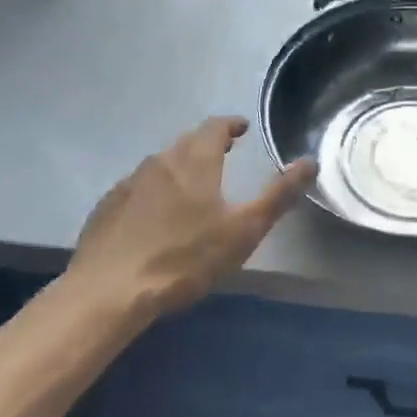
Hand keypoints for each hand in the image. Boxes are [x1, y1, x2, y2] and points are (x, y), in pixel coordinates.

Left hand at [68, 116, 317, 317]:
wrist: (108, 291)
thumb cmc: (185, 257)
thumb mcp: (244, 230)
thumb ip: (278, 194)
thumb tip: (309, 161)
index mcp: (196, 160)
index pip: (215, 127)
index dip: (230, 125)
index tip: (242, 129)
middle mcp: (161, 160)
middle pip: (187, 142)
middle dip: (207, 144)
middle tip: (223, 155)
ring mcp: (129, 182)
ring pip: (161, 164)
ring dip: (180, 166)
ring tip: (192, 185)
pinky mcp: (107, 206)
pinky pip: (138, 187)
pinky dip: (154, 190)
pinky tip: (155, 215)